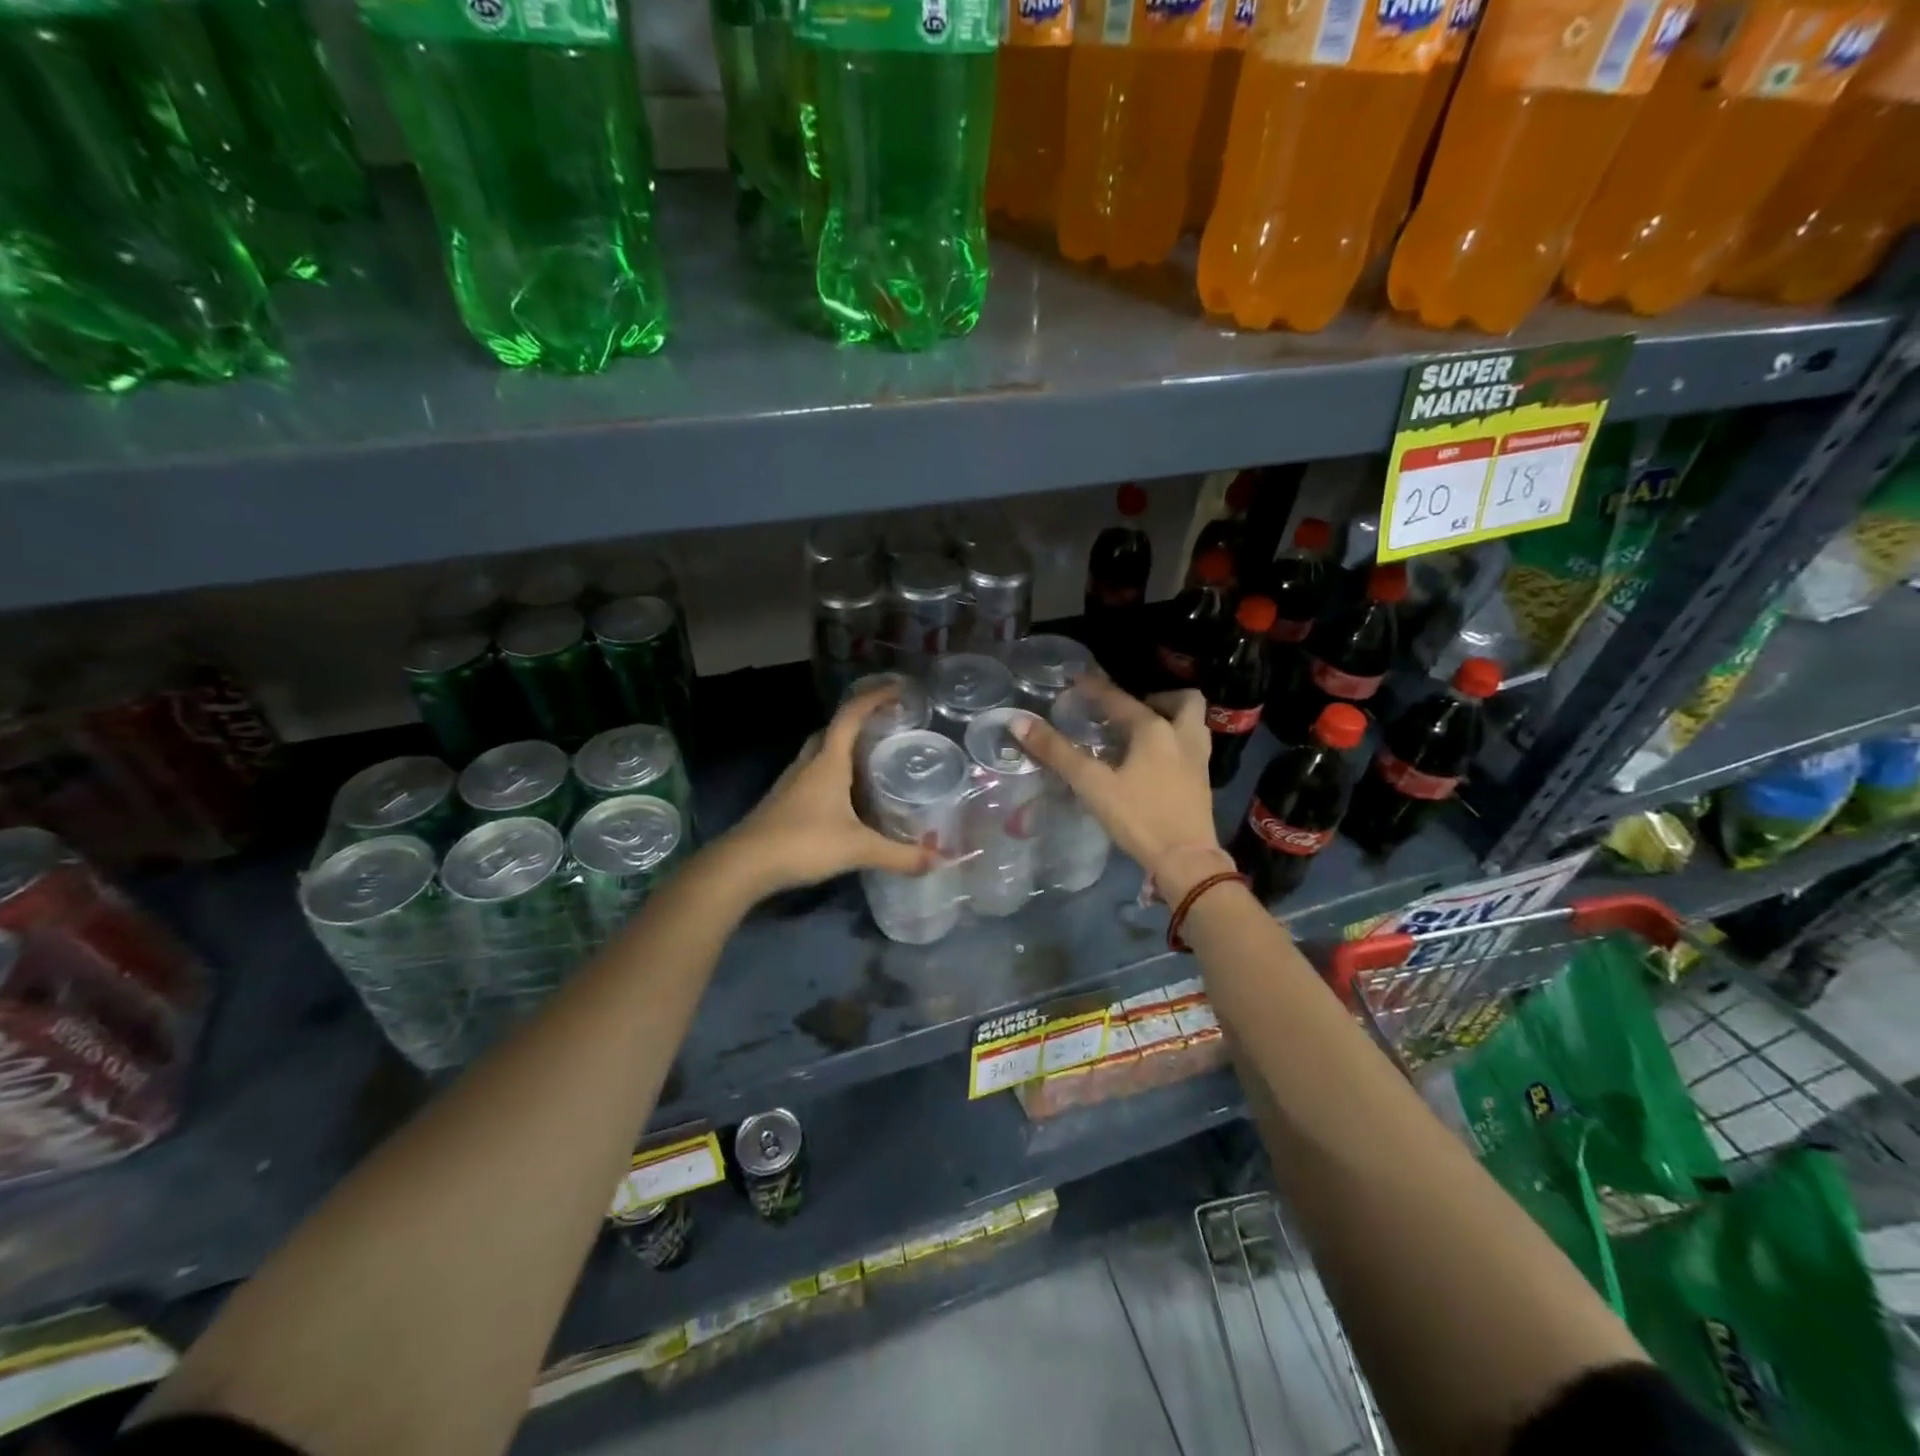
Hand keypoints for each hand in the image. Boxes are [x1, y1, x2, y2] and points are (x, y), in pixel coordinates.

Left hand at [720, 689, 932, 898]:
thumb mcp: (857, 848)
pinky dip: (834, 775)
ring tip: (872, 759)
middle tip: (887, 728)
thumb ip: (899, 855)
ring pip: (821, 753)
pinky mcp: (784, 802)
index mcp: (828, 761)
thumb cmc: (803, 843)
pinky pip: (814, 775)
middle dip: (859, 722)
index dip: (874, 698)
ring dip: (845, 749)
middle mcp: (809, 764)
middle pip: (834, 730)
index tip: (898, 690)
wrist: (743, 865)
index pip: (851, 716)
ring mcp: (792, 783)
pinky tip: (847, 797)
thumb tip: (939, 860)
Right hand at [1016, 680, 1233, 902]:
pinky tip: (1155, 761)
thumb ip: (1057, 752)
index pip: (1119, 699)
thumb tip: (1020, 722)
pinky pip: (1192, 746)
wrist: (1186, 860)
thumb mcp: (1092, 784)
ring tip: (1144, 733)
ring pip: (1193, 723)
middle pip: (1182, 700)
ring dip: (1172, 718)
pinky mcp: (1203, 782)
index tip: (1077, 680)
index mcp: (1153, 729)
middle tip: (1129, 712)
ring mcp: (1198, 759)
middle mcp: (1182, 735)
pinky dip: (1175, 742)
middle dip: (1157, 697)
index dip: (1095, 688)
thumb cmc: (1139, 817)